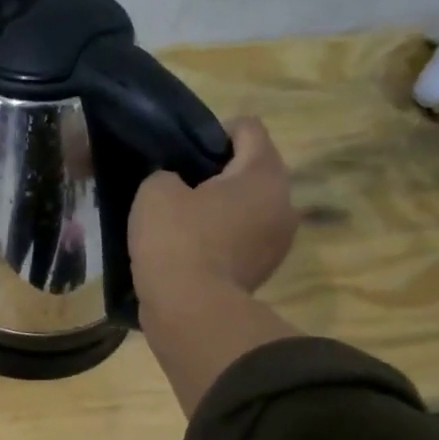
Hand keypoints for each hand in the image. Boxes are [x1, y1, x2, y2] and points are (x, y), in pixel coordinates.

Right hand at [130, 117, 302, 414]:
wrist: (190, 311)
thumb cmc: (176, 240)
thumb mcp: (155, 192)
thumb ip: (167, 174)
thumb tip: (177, 185)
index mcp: (263, 173)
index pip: (248, 128)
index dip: (214, 130)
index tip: (185, 150)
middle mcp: (284, 201)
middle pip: (254, 169)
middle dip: (221, 172)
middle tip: (181, 184)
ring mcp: (279, 240)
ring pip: (251, 206)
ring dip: (224, 207)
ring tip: (186, 218)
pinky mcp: (265, 269)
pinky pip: (245, 237)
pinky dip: (224, 236)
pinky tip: (193, 246)